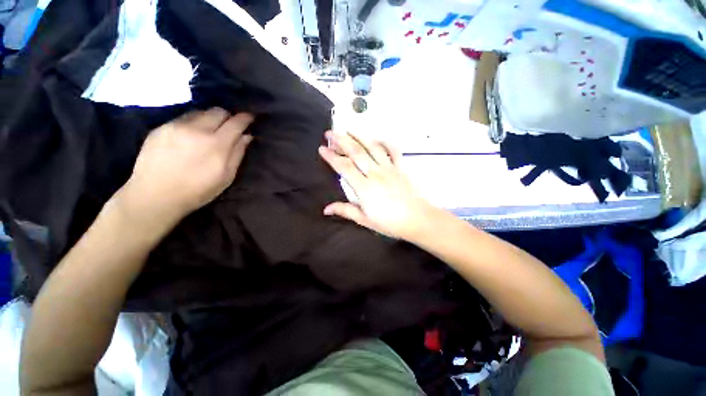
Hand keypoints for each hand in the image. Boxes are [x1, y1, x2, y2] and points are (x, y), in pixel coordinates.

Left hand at [116, 108, 253, 228]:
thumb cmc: (198, 190)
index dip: (245, 118)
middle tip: (229, 127)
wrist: (155, 195)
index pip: (236, 122)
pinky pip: (183, 117)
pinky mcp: (161, 127)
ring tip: (208, 132)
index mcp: (216, 144)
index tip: (250, 117)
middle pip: (218, 111)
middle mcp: (197, 129)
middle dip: (227, 117)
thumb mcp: (226, 176)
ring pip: (200, 111)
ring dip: (209, 119)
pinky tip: (190, 137)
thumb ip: (238, 153)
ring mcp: (176, 126)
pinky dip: (193, 123)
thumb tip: (247, 136)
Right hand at [319, 130, 437, 240]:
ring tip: (348, 130)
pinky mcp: (400, 167)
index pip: (344, 167)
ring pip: (372, 147)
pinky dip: (384, 142)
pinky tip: (376, 138)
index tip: (322, 149)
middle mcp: (375, 173)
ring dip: (359, 137)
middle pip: (356, 152)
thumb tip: (326, 209)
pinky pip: (392, 150)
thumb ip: (345, 211)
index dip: (331, 156)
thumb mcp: (365, 220)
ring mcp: (389, 168)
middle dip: (341, 141)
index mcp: (364, 188)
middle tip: (330, 133)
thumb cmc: (390, 223)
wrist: (417, 220)